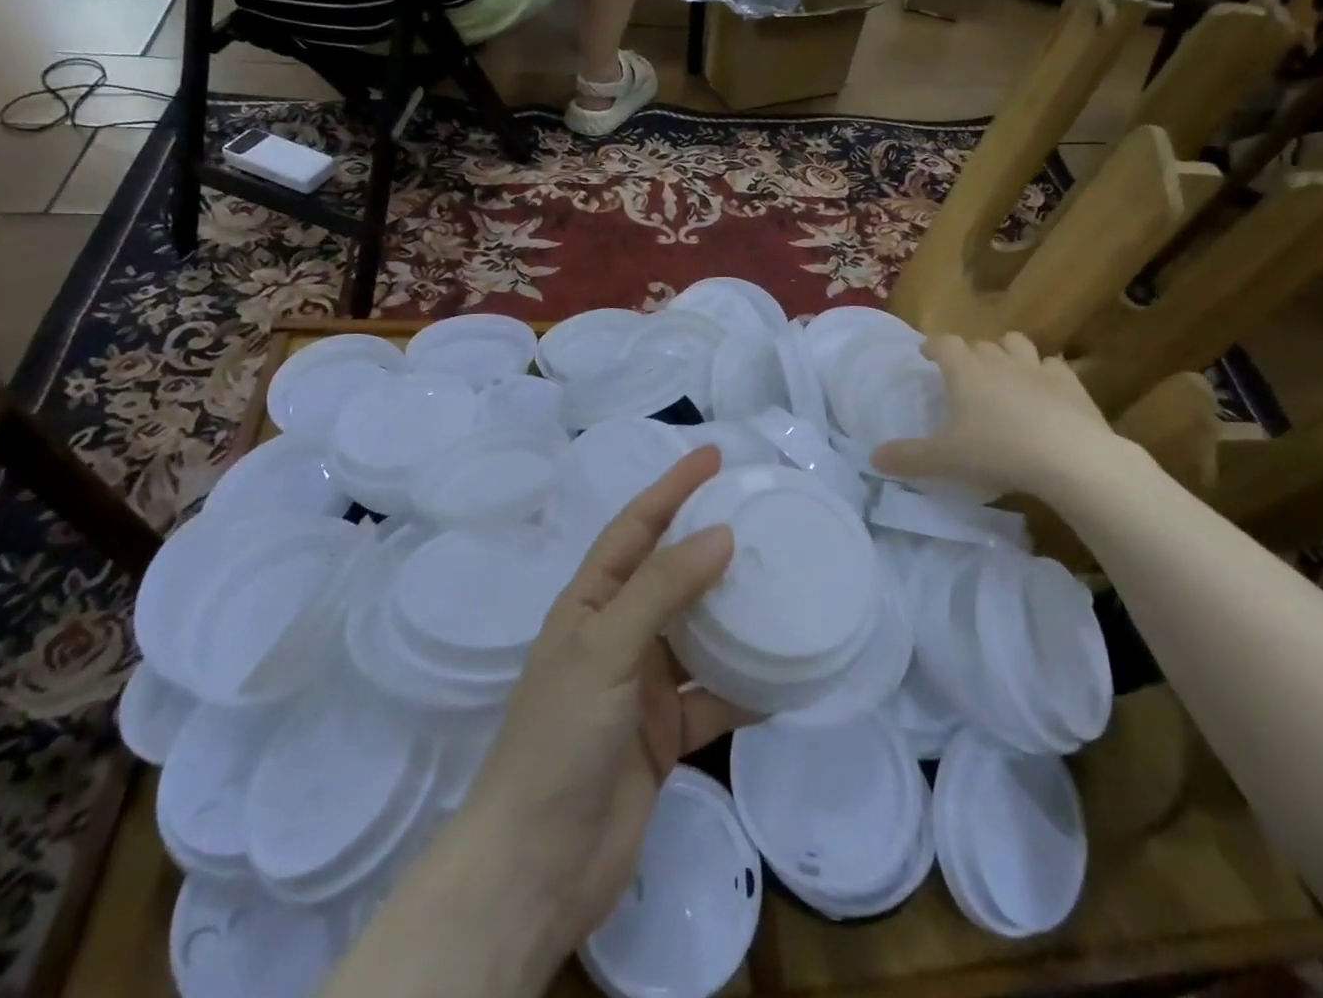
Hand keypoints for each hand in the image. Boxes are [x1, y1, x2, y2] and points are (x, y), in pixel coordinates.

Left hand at [458, 447, 752, 954]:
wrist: (537, 865)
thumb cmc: (560, 737)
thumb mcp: (606, 648)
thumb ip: (663, 589)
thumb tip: (721, 534)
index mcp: (590, 601)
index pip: (635, 527)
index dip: (672, 488)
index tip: (713, 456)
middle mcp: (617, 633)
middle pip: (672, 575)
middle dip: (711, 544)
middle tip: (762, 517)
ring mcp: (641, 684)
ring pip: (698, 634)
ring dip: (734, 615)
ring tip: (783, 586)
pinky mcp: (665, 734)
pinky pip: (714, 699)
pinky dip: (745, 688)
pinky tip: (785, 677)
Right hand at [872, 333, 1117, 504]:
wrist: (1072, 459)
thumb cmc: (998, 452)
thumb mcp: (944, 461)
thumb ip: (908, 458)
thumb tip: (873, 458)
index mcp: (965, 372)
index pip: (944, 344)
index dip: (933, 346)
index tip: (926, 354)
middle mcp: (999, 362)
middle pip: (980, 344)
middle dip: (969, 353)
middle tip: (962, 373)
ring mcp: (1038, 369)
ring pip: (1017, 344)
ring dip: (1006, 352)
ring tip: (1002, 371)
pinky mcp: (1071, 385)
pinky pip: (1053, 366)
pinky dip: (1043, 373)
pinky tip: (1043, 392)